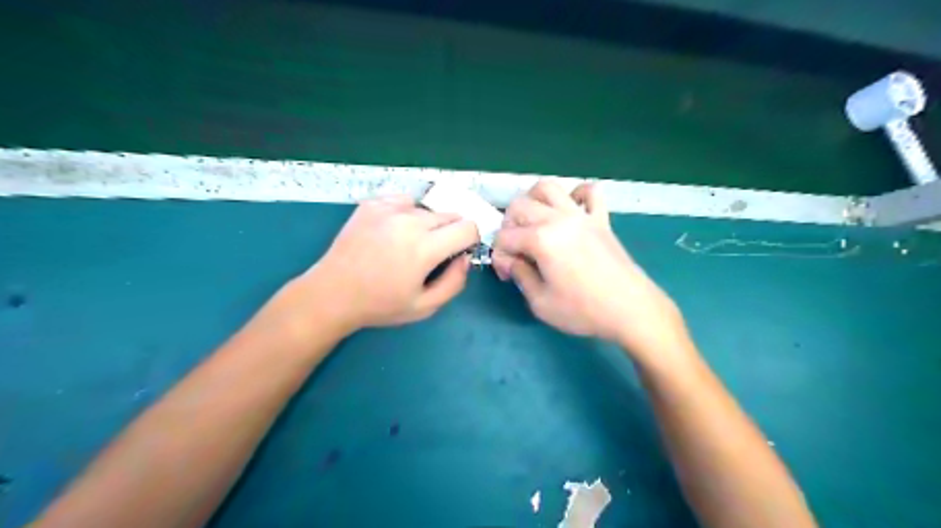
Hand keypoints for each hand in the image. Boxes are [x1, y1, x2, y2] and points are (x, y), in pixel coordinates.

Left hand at [299, 197, 477, 332]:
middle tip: (431, 254)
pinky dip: (407, 213)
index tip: (457, 254)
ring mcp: (389, 209)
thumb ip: (454, 283)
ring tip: (407, 244)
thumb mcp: (424, 307)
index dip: (469, 241)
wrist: (332, 293)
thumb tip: (464, 258)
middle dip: (450, 233)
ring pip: (427, 209)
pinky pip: (404, 201)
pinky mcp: (372, 204)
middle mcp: (410, 221)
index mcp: (425, 247)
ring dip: (428, 225)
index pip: (468, 227)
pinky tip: (393, 231)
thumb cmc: (380, 304)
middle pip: (450, 215)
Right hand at [493, 180, 687, 359]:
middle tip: (516, 250)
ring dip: (533, 200)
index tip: (507, 275)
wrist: (631, 310)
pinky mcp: (601, 219)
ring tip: (535, 223)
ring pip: (548, 187)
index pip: (504, 237)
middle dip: (508, 227)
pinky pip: (590, 191)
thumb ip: (520, 276)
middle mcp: (558, 219)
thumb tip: (511, 261)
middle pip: (519, 205)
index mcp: (541, 239)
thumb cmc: (583, 311)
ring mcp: (581, 215)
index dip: (499, 256)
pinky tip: (571, 210)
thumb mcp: (540, 303)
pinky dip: (576, 194)